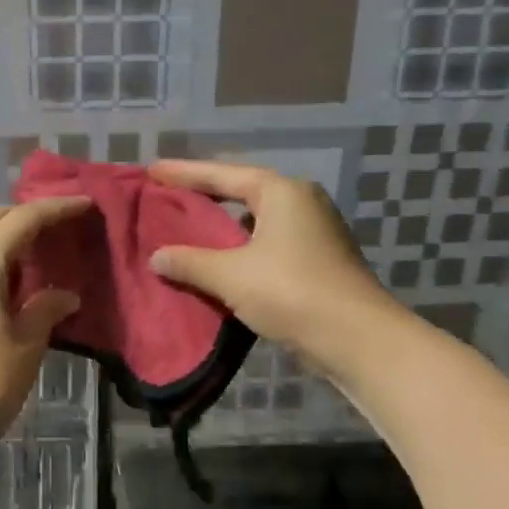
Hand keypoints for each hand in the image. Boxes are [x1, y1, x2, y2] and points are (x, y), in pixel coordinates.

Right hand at [147, 159, 399, 362]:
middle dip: (204, 196)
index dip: (185, 173)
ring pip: (255, 221)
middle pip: (242, 192)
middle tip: (167, 197)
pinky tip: (217, 263)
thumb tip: (157, 256)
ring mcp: (313, 232)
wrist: (356, 337)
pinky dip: (238, 249)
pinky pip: (265, 245)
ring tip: (186, 229)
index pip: (223, 174)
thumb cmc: (291, 291)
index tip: (152, 171)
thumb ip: (189, 262)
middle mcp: (301, 203)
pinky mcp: (316, 261)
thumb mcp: (230, 275)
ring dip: (222, 226)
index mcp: (282, 192)